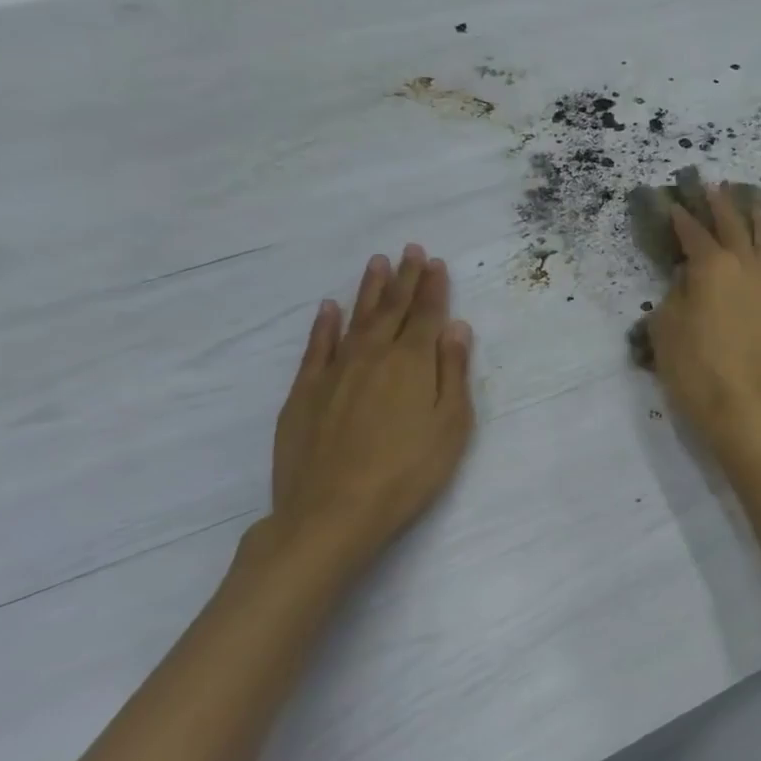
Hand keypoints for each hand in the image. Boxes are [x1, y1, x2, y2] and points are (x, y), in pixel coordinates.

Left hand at [266, 245, 475, 577]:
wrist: (333, 511)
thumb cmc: (408, 471)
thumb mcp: (451, 425)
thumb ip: (453, 372)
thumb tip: (456, 327)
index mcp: (412, 363)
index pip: (426, 315)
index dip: (433, 288)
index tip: (435, 262)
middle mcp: (373, 356)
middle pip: (392, 310)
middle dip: (405, 278)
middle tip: (410, 250)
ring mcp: (334, 372)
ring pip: (355, 320)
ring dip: (369, 291)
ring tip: (377, 264)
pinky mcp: (304, 393)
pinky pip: (317, 348)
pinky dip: (324, 325)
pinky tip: (329, 309)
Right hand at [647, 185, 760, 446]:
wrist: (749, 411)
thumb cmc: (696, 371)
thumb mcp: (666, 331)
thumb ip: (676, 295)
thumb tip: (688, 278)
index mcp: (712, 268)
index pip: (694, 234)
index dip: (681, 218)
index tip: (673, 203)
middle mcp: (747, 268)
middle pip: (735, 227)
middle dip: (721, 205)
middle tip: (714, 186)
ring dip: (757, 220)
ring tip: (754, 204)